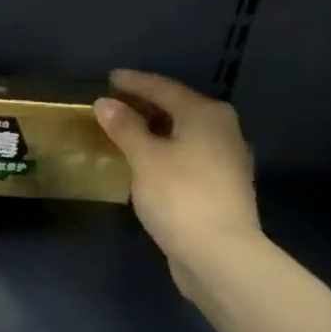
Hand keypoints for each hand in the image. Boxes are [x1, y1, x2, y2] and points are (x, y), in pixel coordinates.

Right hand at [93, 69, 262, 296]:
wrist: (219, 254)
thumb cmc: (180, 196)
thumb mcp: (145, 158)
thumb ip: (124, 127)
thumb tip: (105, 102)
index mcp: (206, 115)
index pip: (164, 88)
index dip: (135, 82)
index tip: (110, 78)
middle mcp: (222, 130)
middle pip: (178, 109)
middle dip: (146, 105)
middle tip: (114, 103)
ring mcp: (225, 159)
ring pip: (183, 134)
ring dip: (154, 130)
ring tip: (125, 131)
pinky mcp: (220, 186)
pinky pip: (186, 155)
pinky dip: (164, 151)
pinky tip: (145, 161)